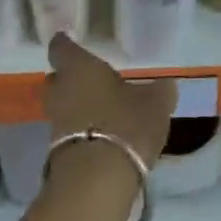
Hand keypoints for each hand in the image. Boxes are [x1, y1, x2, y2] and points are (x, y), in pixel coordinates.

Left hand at [44, 33, 174, 168]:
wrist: (97, 181)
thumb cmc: (125, 124)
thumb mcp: (155, 103)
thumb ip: (160, 90)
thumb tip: (165, 85)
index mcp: (78, 67)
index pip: (60, 46)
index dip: (65, 42)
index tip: (70, 39)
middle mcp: (60, 91)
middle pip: (56, 78)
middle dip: (69, 77)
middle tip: (90, 77)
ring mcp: (55, 123)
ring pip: (61, 106)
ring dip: (76, 106)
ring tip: (100, 108)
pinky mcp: (56, 152)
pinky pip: (67, 132)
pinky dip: (80, 130)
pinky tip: (101, 135)